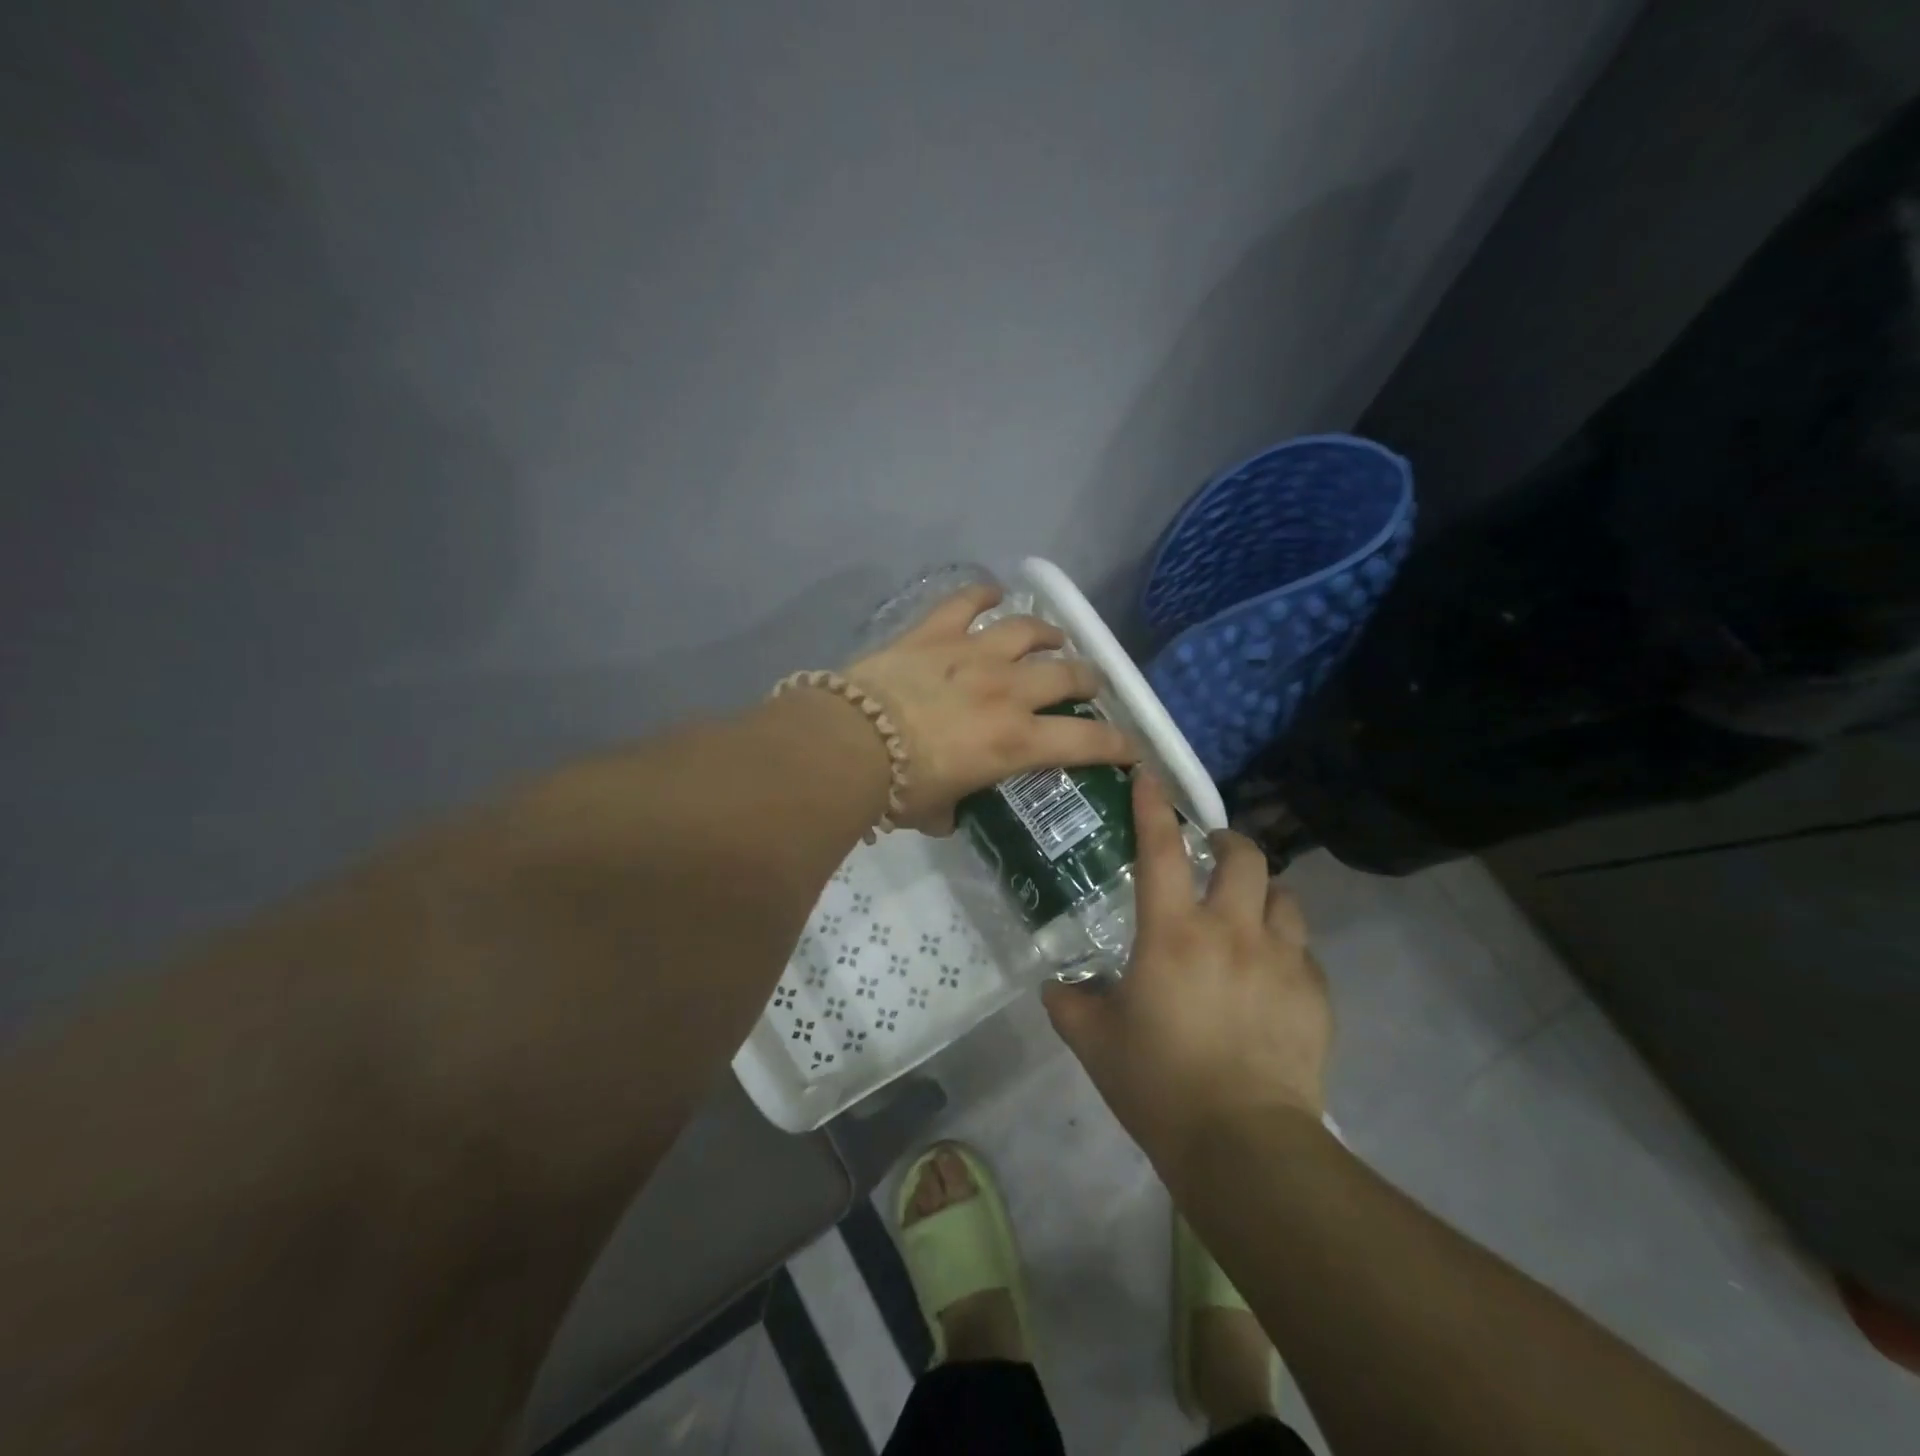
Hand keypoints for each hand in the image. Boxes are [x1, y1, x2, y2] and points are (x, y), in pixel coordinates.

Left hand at [845, 583, 1135, 832]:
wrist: (849, 743)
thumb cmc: (898, 788)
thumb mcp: (936, 811)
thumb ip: (954, 809)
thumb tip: (950, 812)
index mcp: (1016, 742)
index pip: (1087, 743)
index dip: (1118, 745)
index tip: (1132, 748)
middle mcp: (1007, 691)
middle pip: (1067, 674)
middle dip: (1088, 680)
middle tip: (1088, 684)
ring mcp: (973, 654)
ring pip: (1027, 630)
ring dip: (1048, 633)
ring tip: (1054, 637)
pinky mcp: (935, 632)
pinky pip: (967, 601)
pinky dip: (982, 593)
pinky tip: (991, 592)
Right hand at [1043, 773, 1331, 1162]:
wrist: (1244, 1146)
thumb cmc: (1159, 1084)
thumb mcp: (1095, 1042)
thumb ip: (1069, 1004)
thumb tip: (1056, 987)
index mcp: (1173, 934)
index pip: (1160, 850)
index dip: (1152, 806)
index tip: (1148, 776)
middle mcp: (1231, 931)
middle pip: (1242, 857)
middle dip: (1226, 842)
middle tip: (1210, 854)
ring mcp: (1281, 960)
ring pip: (1283, 897)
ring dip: (1262, 893)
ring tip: (1247, 911)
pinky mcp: (1315, 994)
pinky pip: (1304, 950)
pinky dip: (1285, 947)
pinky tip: (1270, 974)